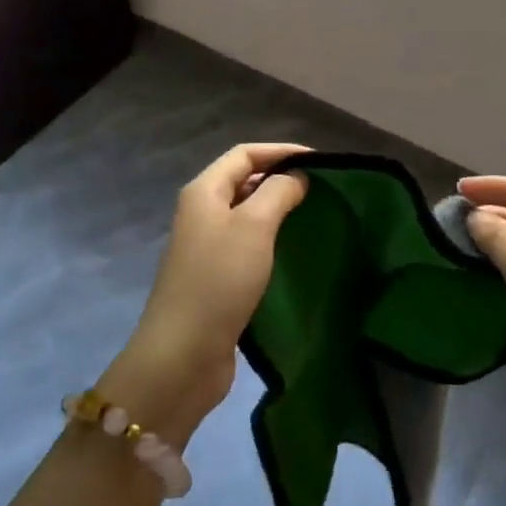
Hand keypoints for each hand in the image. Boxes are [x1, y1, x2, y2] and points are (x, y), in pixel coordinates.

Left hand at [101, 144, 309, 446]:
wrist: (183, 355)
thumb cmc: (220, 280)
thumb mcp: (254, 226)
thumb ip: (278, 193)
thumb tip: (296, 176)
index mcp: (204, 191)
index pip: (245, 154)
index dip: (281, 151)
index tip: (320, 161)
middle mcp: (202, 212)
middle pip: (244, 180)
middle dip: (280, 178)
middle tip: (321, 188)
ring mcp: (206, 246)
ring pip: (246, 213)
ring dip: (277, 210)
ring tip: (314, 215)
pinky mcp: (215, 277)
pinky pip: (247, 244)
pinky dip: (271, 239)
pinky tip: (294, 250)